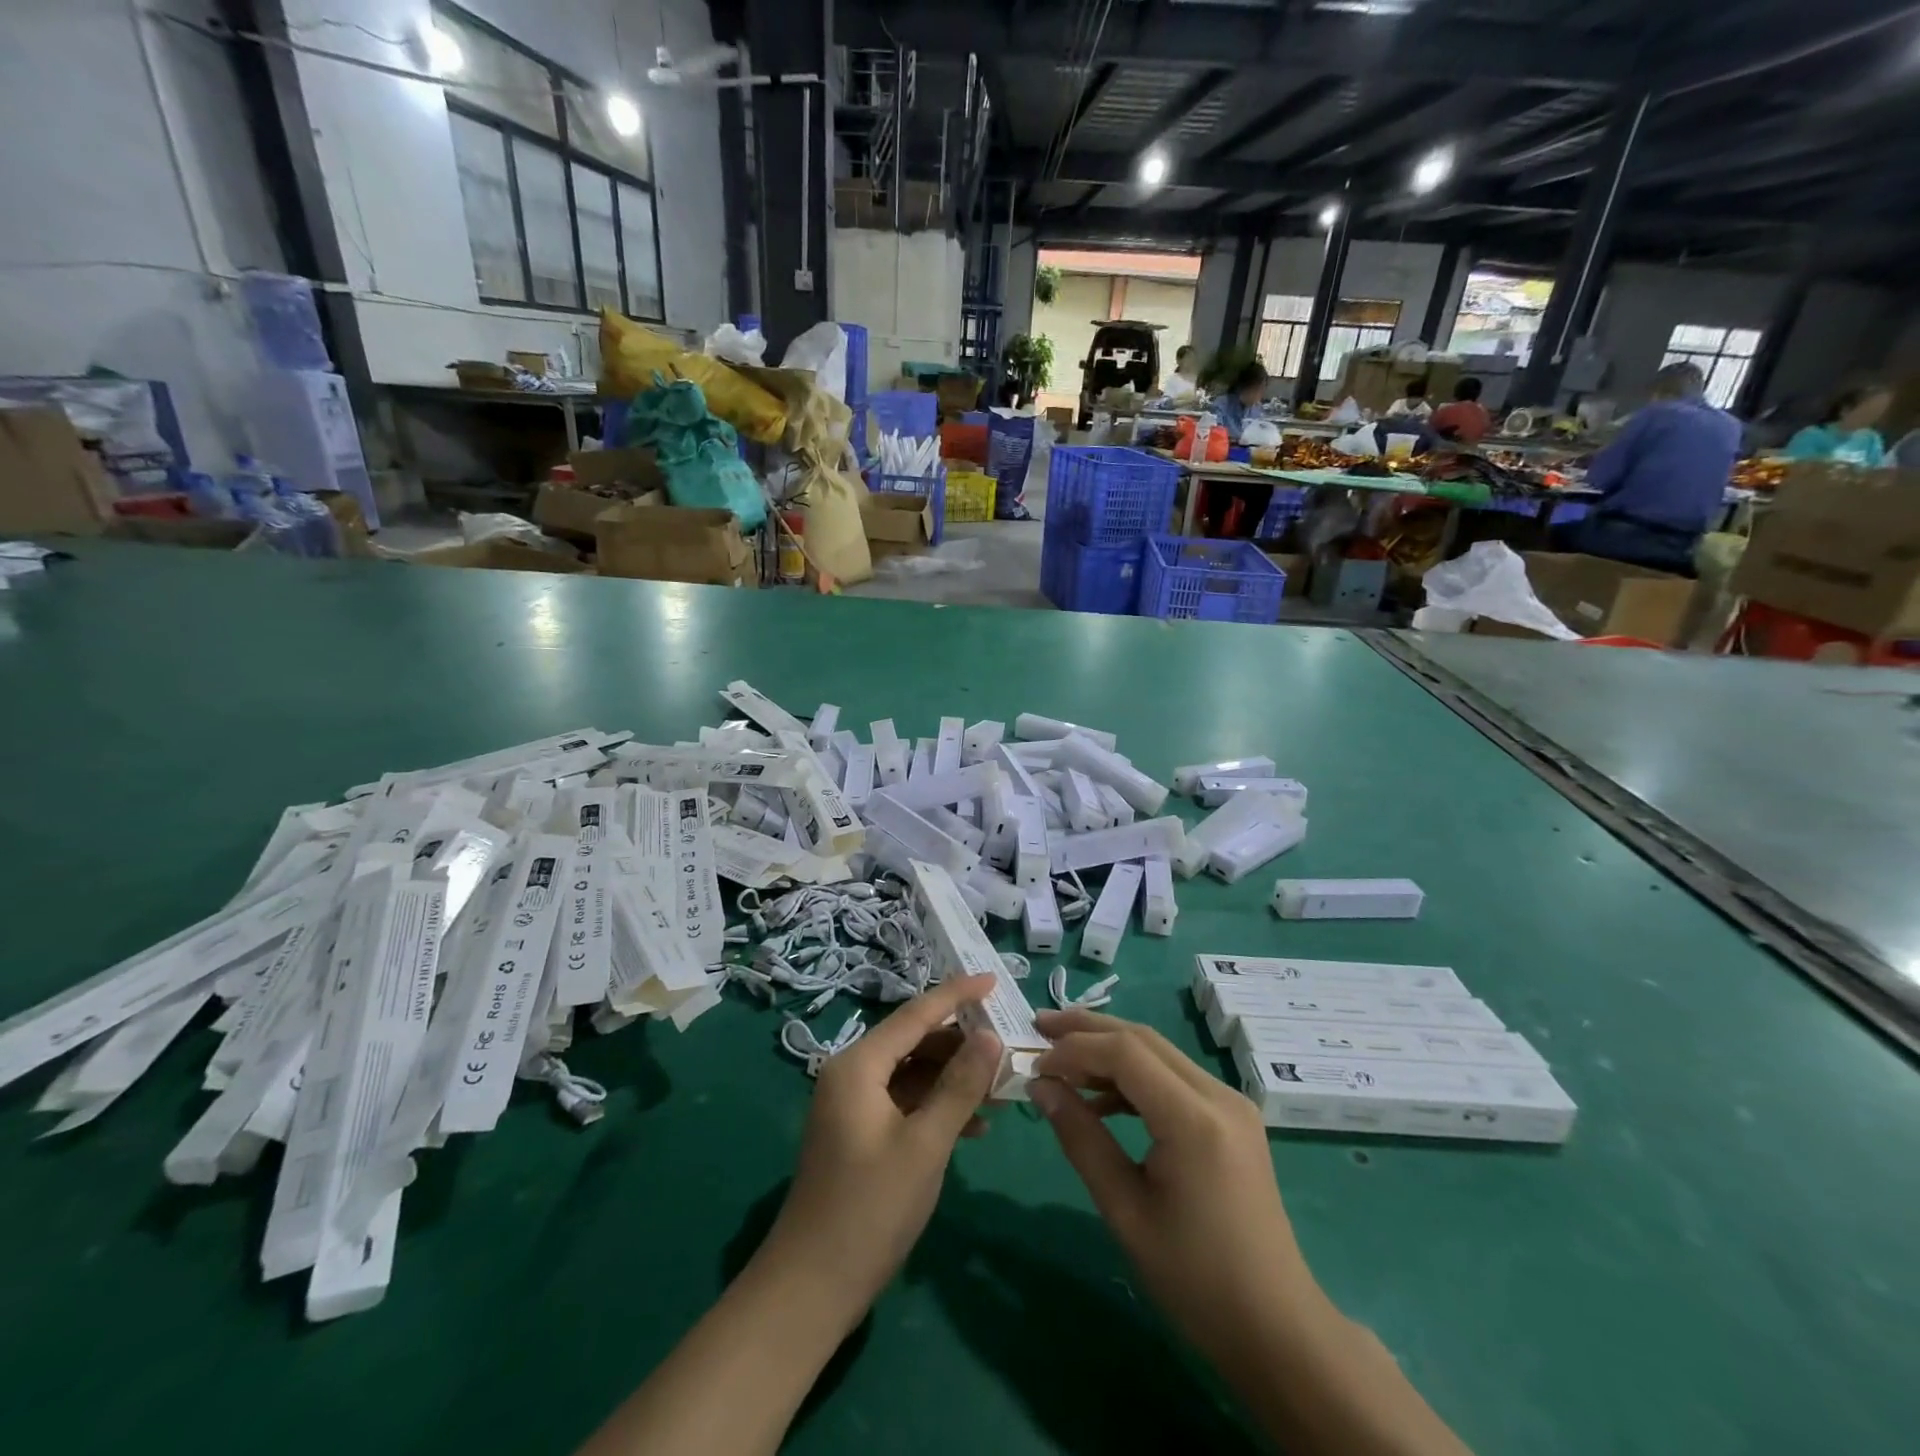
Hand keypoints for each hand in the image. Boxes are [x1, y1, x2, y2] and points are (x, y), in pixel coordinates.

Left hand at [765, 975, 1002, 1324]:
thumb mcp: (925, 1145)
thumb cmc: (870, 1209)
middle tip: (1008, 1047)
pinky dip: (937, 1107)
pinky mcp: (860, 1133)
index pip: (916, 1014)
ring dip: (954, 1079)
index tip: (994, 980)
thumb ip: (960, 1086)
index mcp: (859, 1065)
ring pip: (913, 1073)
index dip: (957, 995)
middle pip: (915, 1041)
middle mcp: (852, 1074)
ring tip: (1001, 1090)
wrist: (811, 1288)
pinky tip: (973, 1128)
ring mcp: (853, 1105)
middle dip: (961, 1044)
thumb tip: (991, 1036)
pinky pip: (905, 1102)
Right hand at [1028, 1009, 1329, 1368]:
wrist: (1276, 1329)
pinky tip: (1101, 1096)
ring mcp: (1230, 1103)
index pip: (1125, 1052)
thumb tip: (1041, 1087)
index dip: (1074, 1050)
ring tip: (1062, 1057)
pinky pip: (1173, 1077)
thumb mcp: (1125, 1211)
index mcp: (1194, 1119)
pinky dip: (1134, 1075)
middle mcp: (1218, 1095)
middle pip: (1143, 1039)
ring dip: (1109, 1048)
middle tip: (1040, 1028)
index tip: (1034, 1066)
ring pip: (1158, 1052)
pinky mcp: (1231, 1117)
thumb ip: (1081, 1139)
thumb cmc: (1195, 1280)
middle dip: (1087, 1029)